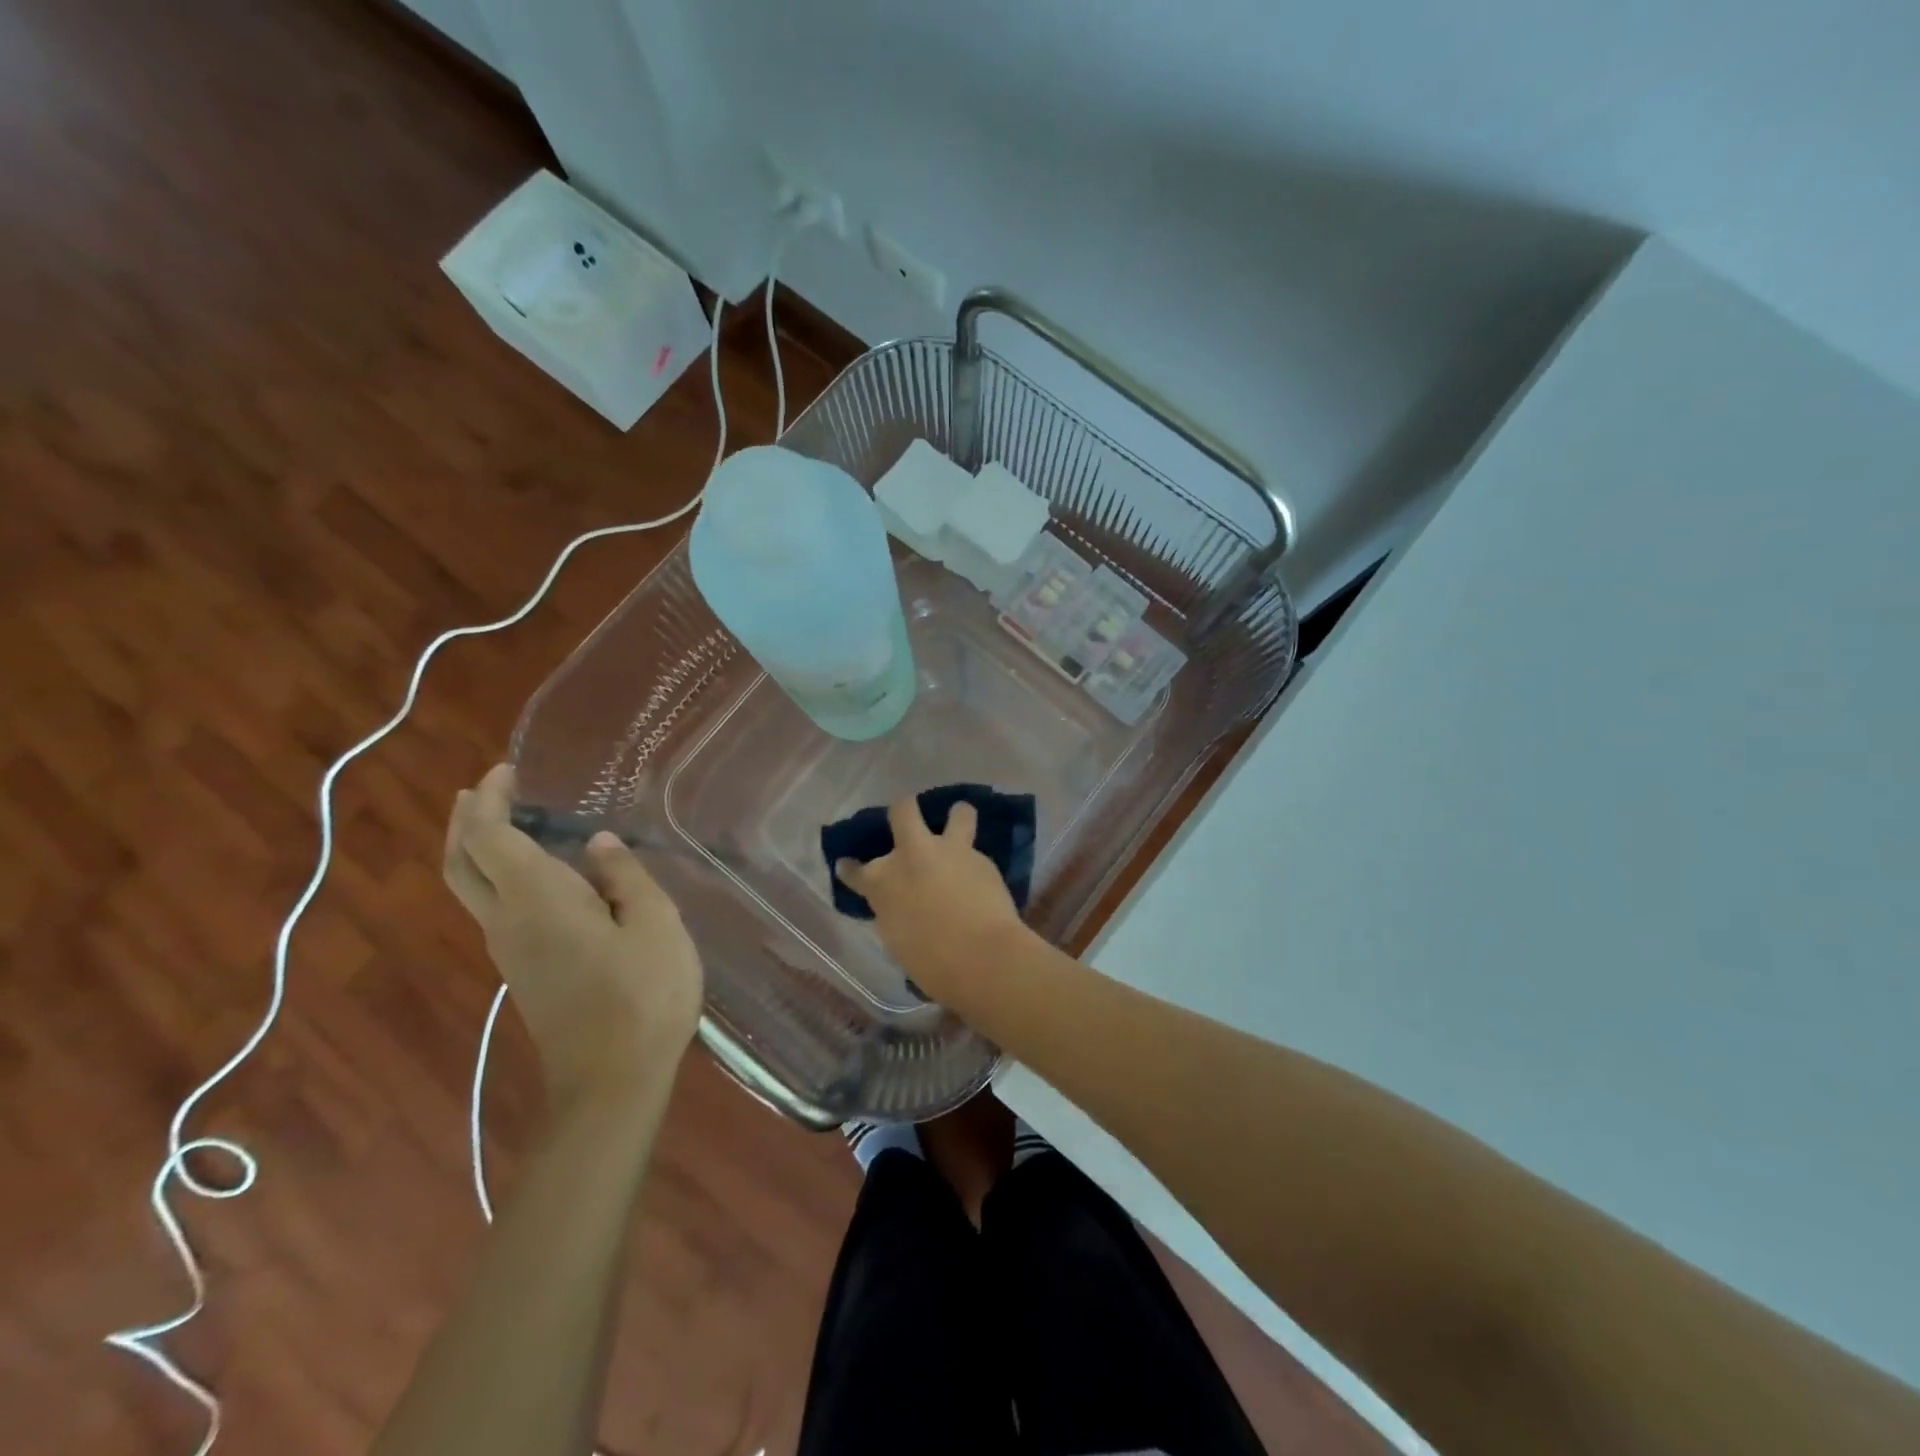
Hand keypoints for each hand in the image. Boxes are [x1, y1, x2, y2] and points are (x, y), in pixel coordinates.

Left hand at [444, 765, 703, 1113]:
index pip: (490, 836)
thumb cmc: (642, 993)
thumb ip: (625, 876)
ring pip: (472, 888)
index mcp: (537, 899)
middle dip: (465, 820)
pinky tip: (536, 873)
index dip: (491, 799)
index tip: (506, 770)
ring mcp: (510, 950)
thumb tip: (597, 843)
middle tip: (484, 789)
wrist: (612, 1081)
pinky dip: (499, 875)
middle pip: (461, 863)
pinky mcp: (525, 971)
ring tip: (506, 820)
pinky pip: (495, 908)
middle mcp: (507, 920)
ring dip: (478, 847)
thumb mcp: (654, 923)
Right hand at [834, 797, 1028, 998]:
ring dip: (957, 816)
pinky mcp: (983, 859)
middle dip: (903, 811)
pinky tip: (981, 878)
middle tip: (908, 822)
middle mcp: (911, 855)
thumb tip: (902, 901)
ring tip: (959, 824)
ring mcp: (949, 851)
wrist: (981, 956)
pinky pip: (977, 853)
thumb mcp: (897, 938)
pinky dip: (975, 863)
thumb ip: (895, 909)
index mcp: (881, 882)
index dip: (850, 869)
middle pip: (902, 810)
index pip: (854, 871)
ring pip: (958, 813)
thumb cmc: (931, 963)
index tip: (847, 866)